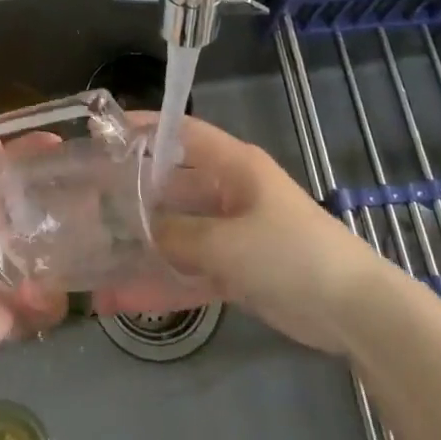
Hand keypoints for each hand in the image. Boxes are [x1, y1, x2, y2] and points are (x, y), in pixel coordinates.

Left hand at [0, 151, 67, 355]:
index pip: (2, 166)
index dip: (27, 150)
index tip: (58, 142)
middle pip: (24, 204)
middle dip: (52, 196)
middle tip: (85, 184)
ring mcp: (0, 266)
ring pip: (39, 244)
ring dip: (61, 239)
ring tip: (92, 223)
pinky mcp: (16, 299)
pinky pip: (45, 290)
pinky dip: (56, 287)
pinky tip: (78, 266)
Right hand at [103, 115, 380, 355]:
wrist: (354, 311)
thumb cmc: (292, 254)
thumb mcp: (229, 242)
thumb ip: (179, 235)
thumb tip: (138, 230)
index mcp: (233, 166)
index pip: (182, 133)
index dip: (145, 128)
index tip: (104, 131)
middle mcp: (229, 191)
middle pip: (172, 186)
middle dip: (133, 195)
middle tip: (86, 202)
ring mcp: (232, 232)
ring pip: (177, 232)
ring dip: (142, 247)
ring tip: (93, 257)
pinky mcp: (237, 269)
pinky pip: (190, 270)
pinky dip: (163, 283)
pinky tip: (123, 299)